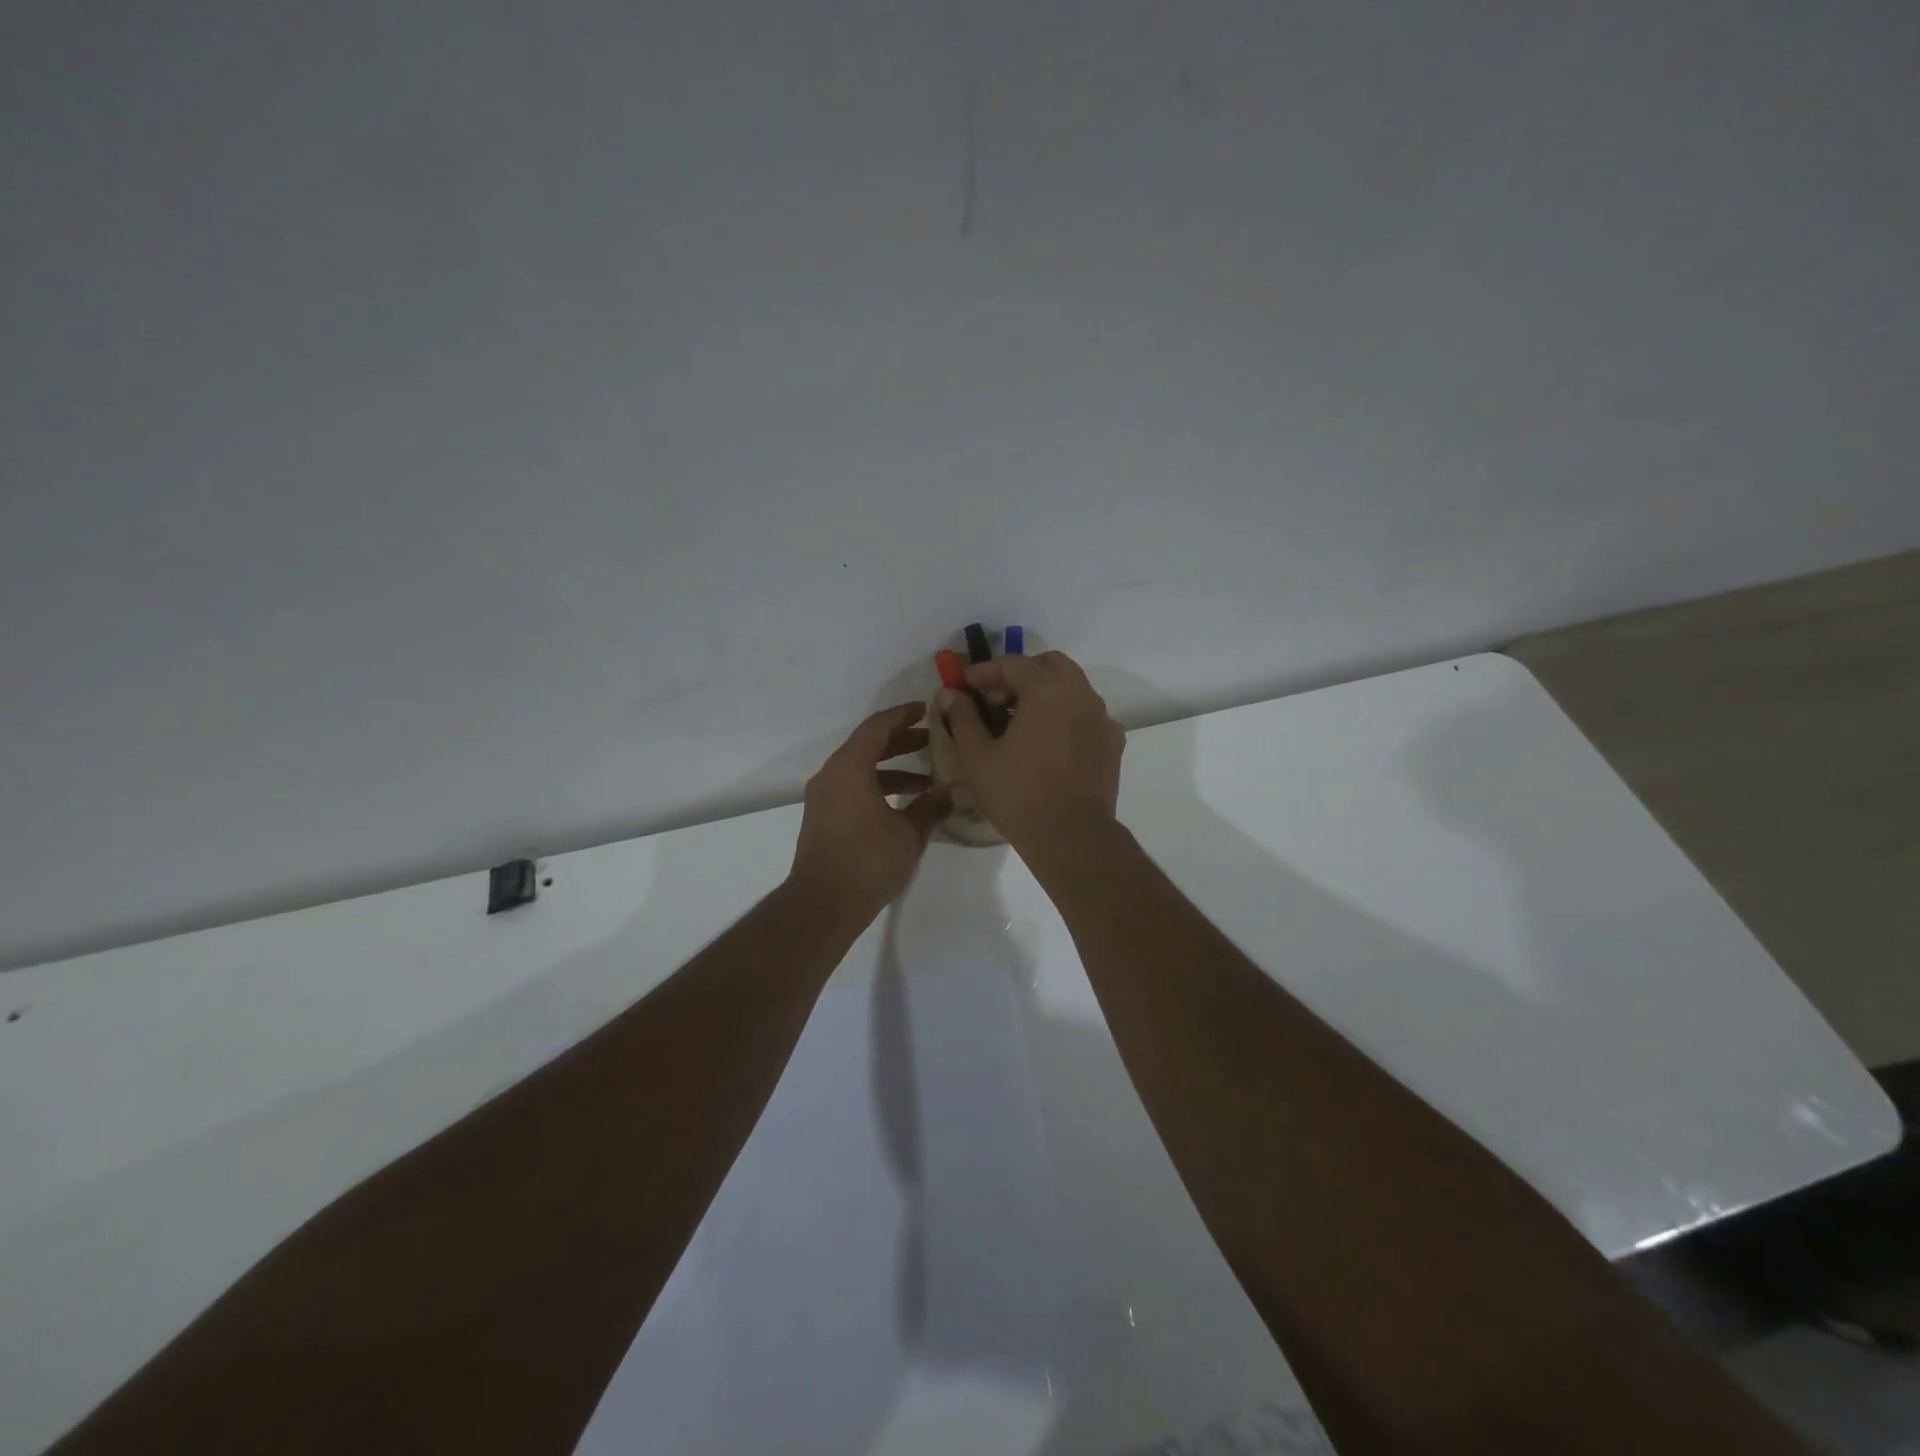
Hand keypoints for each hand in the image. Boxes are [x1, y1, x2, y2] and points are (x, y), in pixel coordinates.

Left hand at [790, 703, 951, 918]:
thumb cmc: (868, 861)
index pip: (878, 727)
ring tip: (928, 778)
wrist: (822, 904)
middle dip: (902, 741)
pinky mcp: (824, 817)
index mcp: (850, 767)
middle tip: (934, 740)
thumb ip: (934, 806)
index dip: (903, 715)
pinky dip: (879, 786)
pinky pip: (853, 787)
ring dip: (893, 768)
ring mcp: (824, 797)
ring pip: (861, 768)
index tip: (927, 709)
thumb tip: (961, 789)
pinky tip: (905, 804)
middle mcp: (832, 774)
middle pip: (868, 745)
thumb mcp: (909, 833)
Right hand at [939, 651, 1125, 864]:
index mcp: (1047, 690)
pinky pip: (1086, 714)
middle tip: (995, 699)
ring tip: (1019, 721)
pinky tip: (1048, 741)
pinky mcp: (1113, 742)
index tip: (965, 685)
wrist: (1072, 836)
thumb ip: (963, 717)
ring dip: (1044, 692)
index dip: (985, 671)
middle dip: (1020, 674)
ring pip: (1072, 687)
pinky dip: (1065, 714)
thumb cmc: (1018, 794)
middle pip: (1049, 665)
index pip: (1013, 663)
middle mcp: (1081, 694)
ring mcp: (1102, 717)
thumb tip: (951, 693)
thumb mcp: (977, 757)